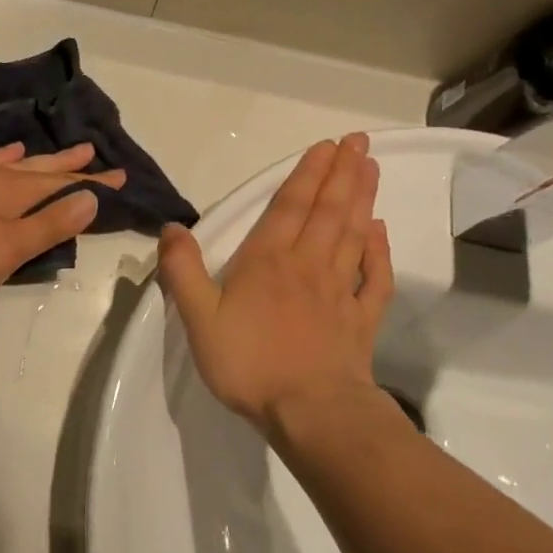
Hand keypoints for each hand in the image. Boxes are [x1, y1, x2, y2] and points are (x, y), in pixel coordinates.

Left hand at [0, 143, 124, 311]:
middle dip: (70, 165)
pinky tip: (4, 157)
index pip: (63, 183)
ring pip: (14, 165)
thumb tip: (91, 197)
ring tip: (60, 151)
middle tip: (96, 154)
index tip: (122, 178)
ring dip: (40, 160)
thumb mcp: (12, 247)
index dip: (94, 182)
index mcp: (14, 190)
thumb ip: (51, 223)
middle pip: (40, 169)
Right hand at [159, 133, 392, 436]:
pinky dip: (380, 251)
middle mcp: (308, 265)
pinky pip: (375, 277)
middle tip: (359, 141)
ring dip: (362, 198)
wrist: (310, 411)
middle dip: (342, 173)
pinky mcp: (361, 319)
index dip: (307, 173)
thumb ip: (182, 271)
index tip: (327, 145)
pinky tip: (381, 232)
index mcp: (268, 260)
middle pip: (328, 210)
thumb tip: (172, 227)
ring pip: (353, 234)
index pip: (290, 206)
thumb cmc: (249, 363)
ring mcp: (340, 291)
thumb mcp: (198, 319)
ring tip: (371, 168)